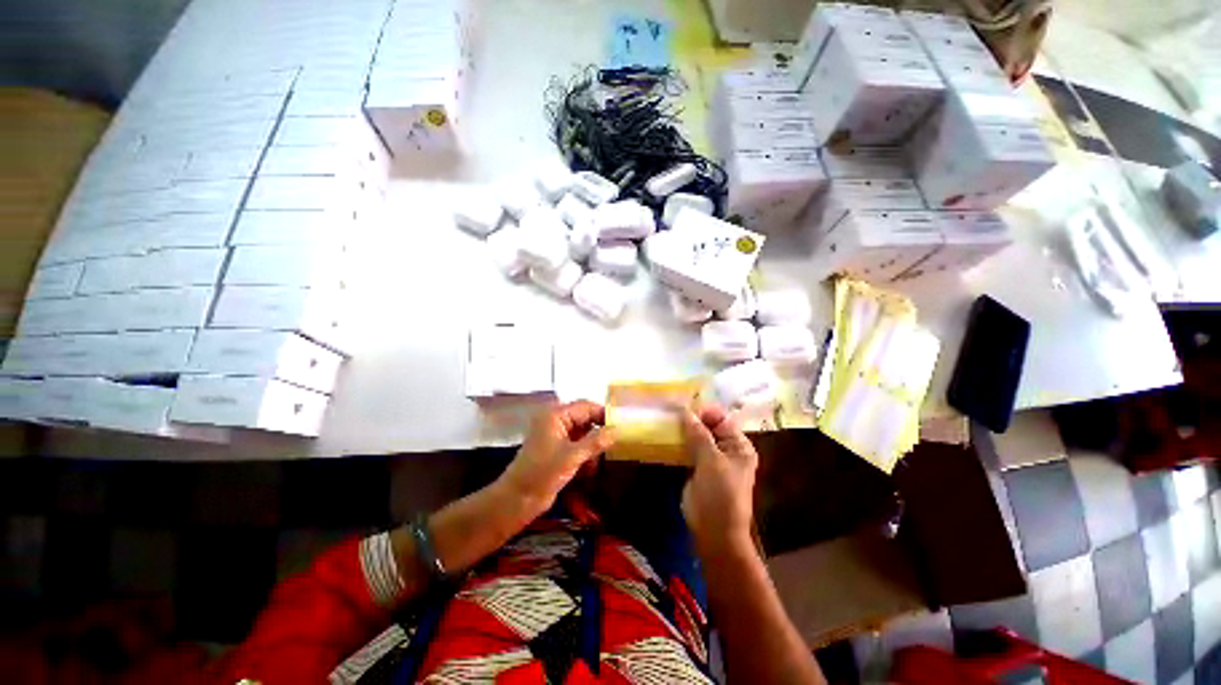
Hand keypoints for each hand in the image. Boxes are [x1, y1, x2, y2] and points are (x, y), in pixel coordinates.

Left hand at [498, 401, 616, 517]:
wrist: (517, 500)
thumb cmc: (542, 473)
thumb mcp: (572, 456)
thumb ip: (596, 441)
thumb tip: (617, 430)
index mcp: (556, 415)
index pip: (586, 406)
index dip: (603, 414)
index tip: (622, 424)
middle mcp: (557, 421)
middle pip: (585, 420)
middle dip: (599, 433)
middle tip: (616, 443)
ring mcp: (556, 436)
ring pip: (583, 434)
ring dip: (593, 447)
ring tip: (599, 461)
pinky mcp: (557, 450)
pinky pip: (578, 446)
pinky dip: (585, 455)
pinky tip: (589, 470)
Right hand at [680, 405, 758, 555]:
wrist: (714, 530)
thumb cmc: (720, 493)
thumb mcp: (711, 460)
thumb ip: (699, 434)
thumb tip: (685, 411)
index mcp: (738, 445)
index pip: (721, 419)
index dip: (704, 411)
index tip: (684, 405)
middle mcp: (726, 449)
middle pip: (708, 426)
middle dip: (692, 418)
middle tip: (671, 409)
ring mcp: (710, 458)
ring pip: (696, 437)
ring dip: (683, 430)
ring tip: (666, 418)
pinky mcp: (697, 467)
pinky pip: (688, 449)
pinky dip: (679, 442)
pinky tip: (666, 434)